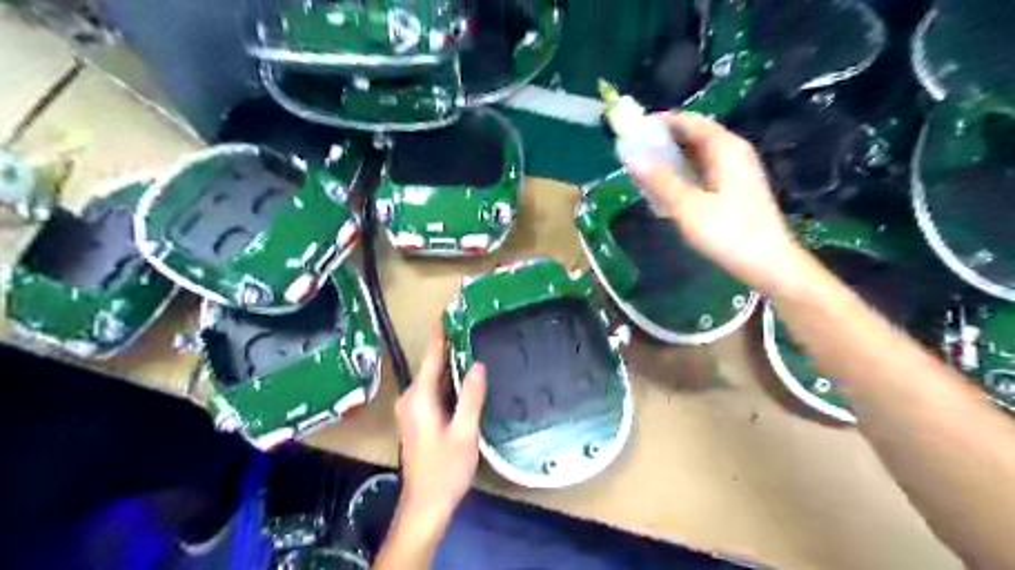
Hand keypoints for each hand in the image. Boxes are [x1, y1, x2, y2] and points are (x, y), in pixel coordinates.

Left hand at [393, 333, 486, 525]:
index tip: (447, 313)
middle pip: (430, 366)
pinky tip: (462, 379)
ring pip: (431, 379)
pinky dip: (446, 381)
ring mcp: (411, 410)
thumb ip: (471, 397)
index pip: (431, 357)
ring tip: (470, 347)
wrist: (425, 504)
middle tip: (469, 328)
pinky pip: (432, 391)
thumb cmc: (445, 469)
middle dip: (447, 347)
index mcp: (420, 398)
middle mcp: (410, 399)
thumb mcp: (464, 432)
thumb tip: (477, 365)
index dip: (439, 335)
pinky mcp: (416, 419)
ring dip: (447, 365)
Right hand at [628, 112, 809, 297]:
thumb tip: (633, 157)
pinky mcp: (733, 191)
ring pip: (696, 157)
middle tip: (633, 155)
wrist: (768, 265)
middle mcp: (732, 154)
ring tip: (643, 174)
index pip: (690, 121)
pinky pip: (701, 174)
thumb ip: (661, 181)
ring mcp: (734, 173)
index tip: (633, 131)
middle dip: (663, 144)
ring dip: (670, 162)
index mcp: (725, 148)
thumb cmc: (729, 233)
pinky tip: (665, 193)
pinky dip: (681, 177)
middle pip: (693, 137)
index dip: (661, 123)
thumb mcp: (689, 207)